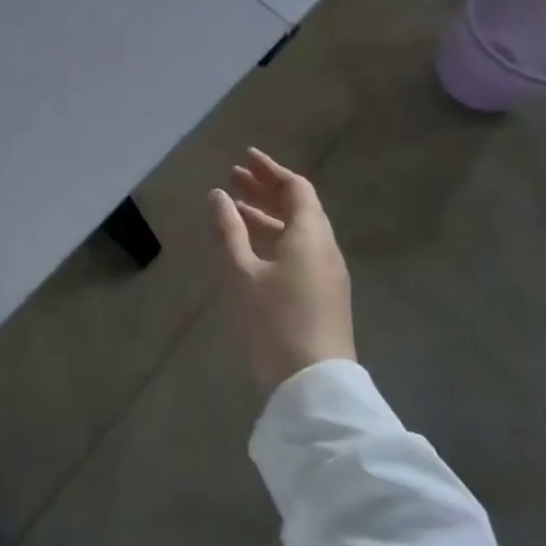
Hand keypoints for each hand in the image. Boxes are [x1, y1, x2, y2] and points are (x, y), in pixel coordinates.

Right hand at [208, 149, 355, 392]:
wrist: (313, 386)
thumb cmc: (275, 321)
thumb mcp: (242, 273)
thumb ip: (228, 230)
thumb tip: (218, 195)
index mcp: (310, 235)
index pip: (296, 188)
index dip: (271, 171)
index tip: (245, 158)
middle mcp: (324, 248)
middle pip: (299, 207)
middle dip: (266, 190)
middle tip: (235, 177)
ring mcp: (327, 274)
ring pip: (298, 231)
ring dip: (268, 215)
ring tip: (235, 208)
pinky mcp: (323, 296)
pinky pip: (299, 251)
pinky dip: (275, 238)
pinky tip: (251, 247)